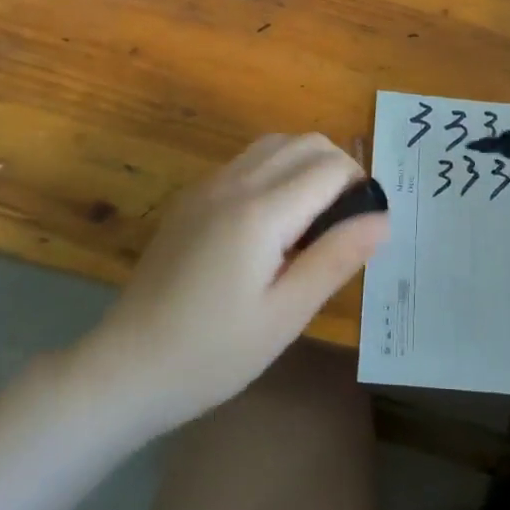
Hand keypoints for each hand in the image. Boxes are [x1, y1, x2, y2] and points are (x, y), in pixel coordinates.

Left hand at [90, 134, 386, 430]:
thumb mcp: (285, 315)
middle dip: (340, 168)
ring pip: (275, 144)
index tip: (367, 226)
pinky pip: (247, 161)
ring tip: (315, 217)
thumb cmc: (213, 353)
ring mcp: (208, 185)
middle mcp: (234, 182)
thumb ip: (336, 257)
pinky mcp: (192, 197)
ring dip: (307, 164)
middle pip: (306, 142)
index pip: (331, 167)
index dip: (361, 187)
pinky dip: (277, 169)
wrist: (126, 367)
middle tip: (346, 221)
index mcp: (261, 211)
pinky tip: (273, 221)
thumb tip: (383, 217)